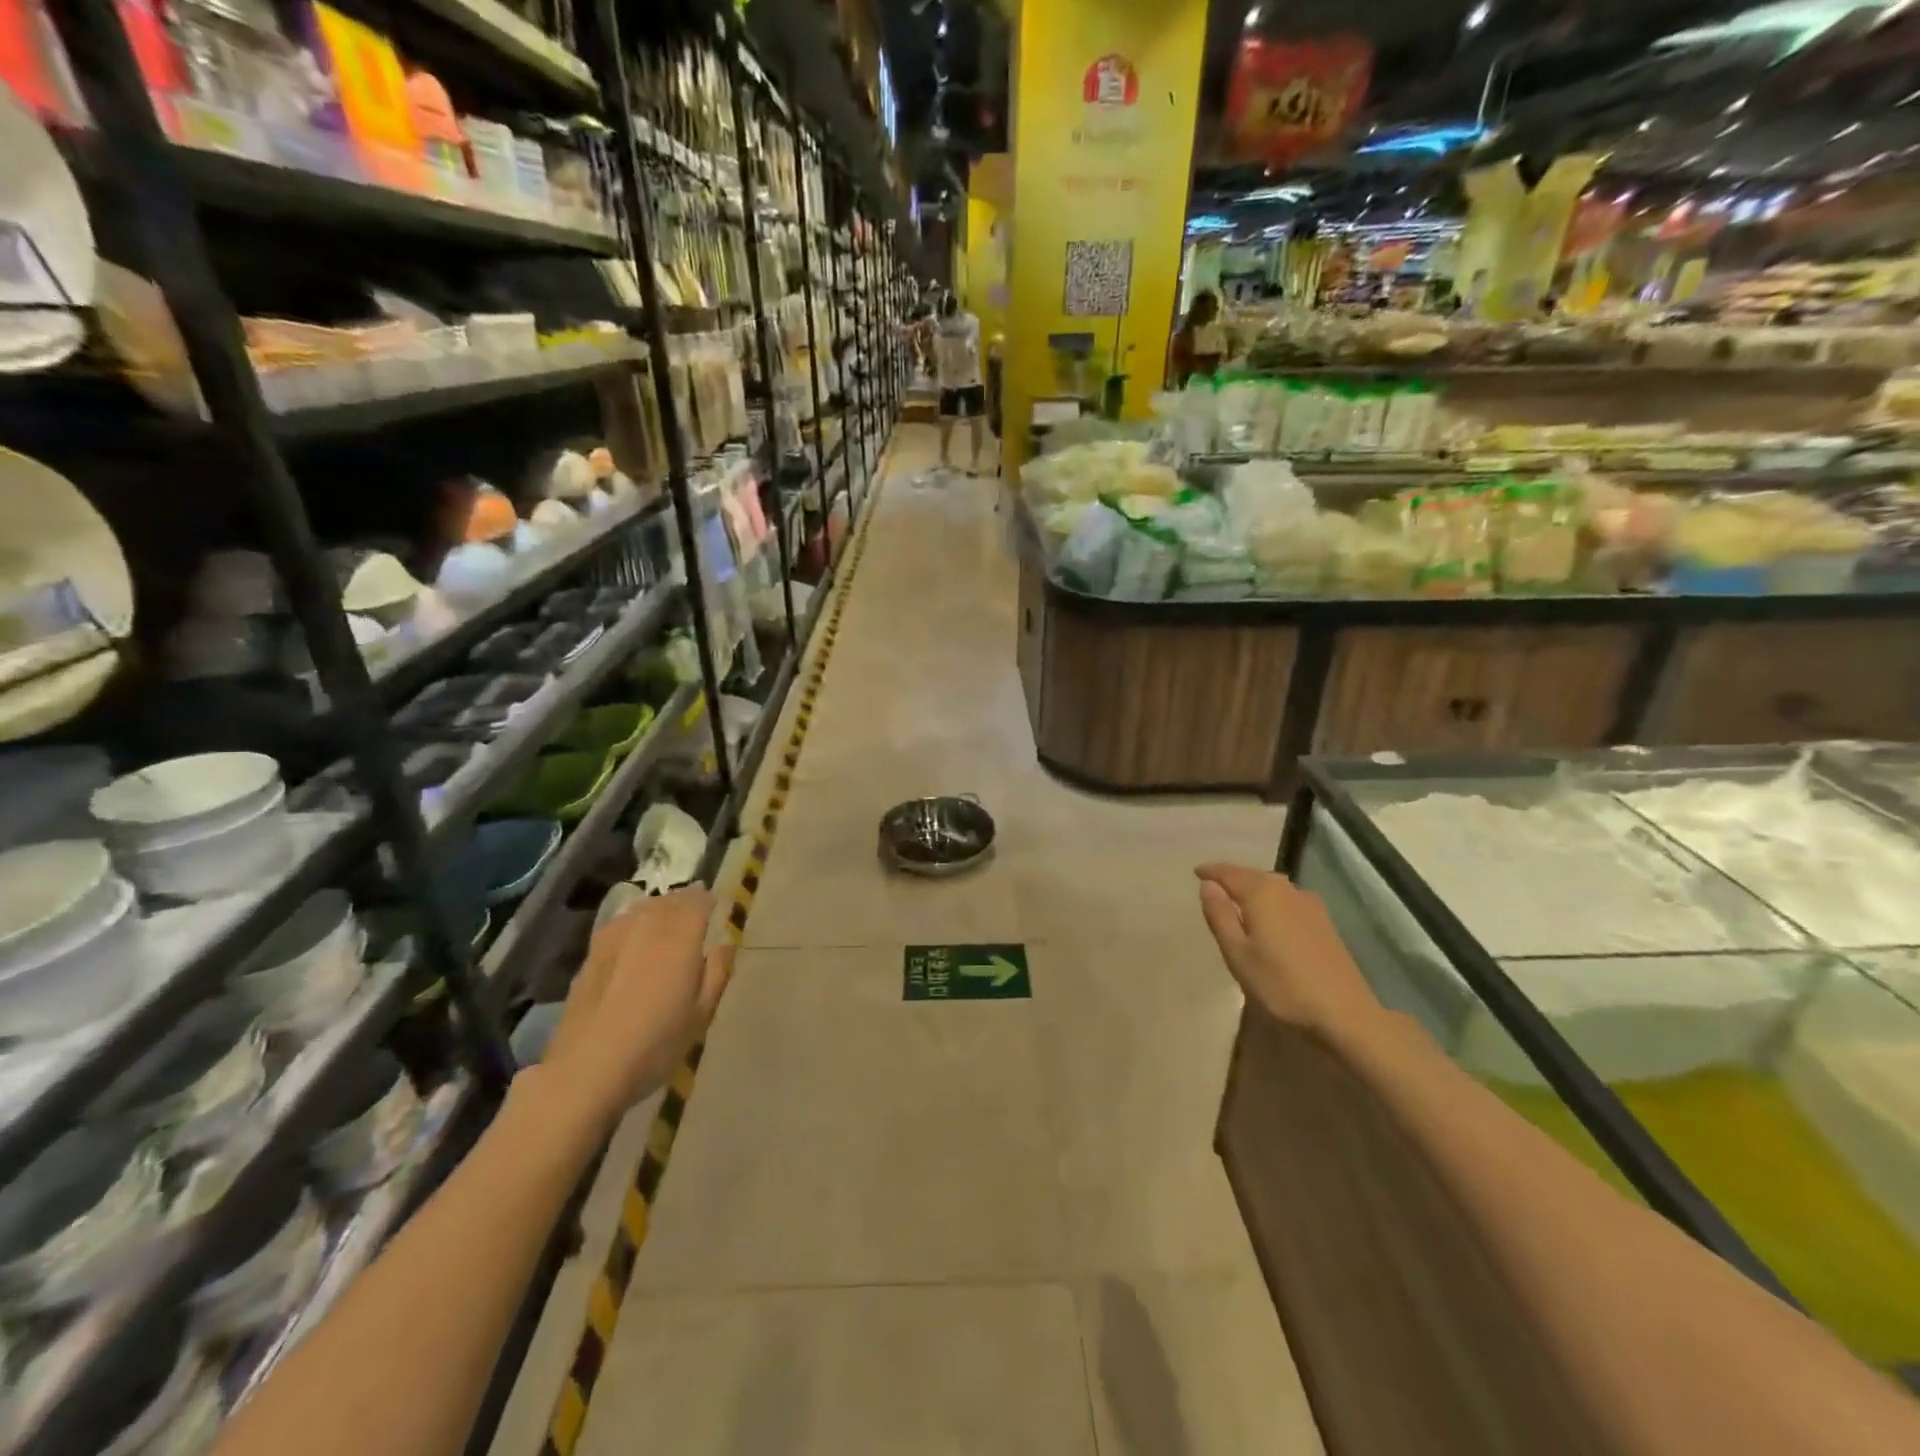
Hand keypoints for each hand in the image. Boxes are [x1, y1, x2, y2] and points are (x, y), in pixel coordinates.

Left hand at [537, 888, 733, 1134]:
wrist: (586, 1070)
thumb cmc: (656, 1043)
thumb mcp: (701, 1013)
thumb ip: (717, 972)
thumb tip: (725, 944)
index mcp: (680, 935)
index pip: (699, 900)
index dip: (710, 901)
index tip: (719, 909)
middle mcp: (647, 924)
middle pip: (670, 900)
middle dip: (686, 902)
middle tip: (698, 915)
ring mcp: (615, 936)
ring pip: (644, 908)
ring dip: (661, 909)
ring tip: (669, 925)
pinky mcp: (592, 953)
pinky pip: (622, 924)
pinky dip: (636, 923)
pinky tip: (637, 942)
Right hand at [1195, 863, 1381, 1038]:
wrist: (1344, 1014)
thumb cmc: (1281, 985)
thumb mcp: (1238, 954)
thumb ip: (1220, 916)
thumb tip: (1208, 885)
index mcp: (1263, 894)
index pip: (1230, 873)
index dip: (1211, 872)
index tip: (1196, 872)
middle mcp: (1288, 891)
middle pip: (1254, 875)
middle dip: (1232, 877)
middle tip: (1213, 884)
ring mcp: (1310, 905)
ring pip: (1274, 886)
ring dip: (1253, 887)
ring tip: (1237, 899)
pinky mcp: (1324, 922)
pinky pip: (1288, 899)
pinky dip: (1271, 899)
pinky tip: (1269, 916)